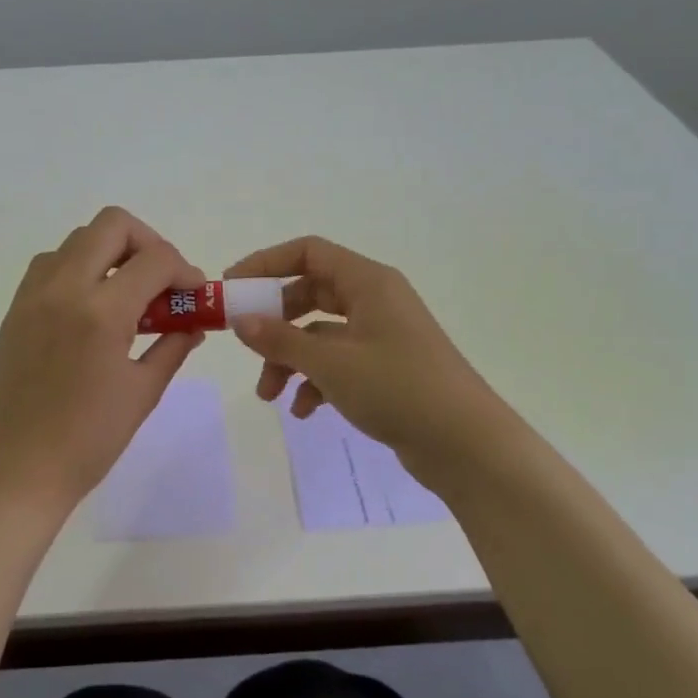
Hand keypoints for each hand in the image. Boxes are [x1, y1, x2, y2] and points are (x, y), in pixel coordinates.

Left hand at [0, 207, 205, 523]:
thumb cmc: (90, 440)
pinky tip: (90, 307)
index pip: (155, 260)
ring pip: (77, 240)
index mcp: (101, 312)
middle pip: (112, 225)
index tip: (194, 294)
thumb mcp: (144, 392)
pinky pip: (49, 265)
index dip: (185, 270)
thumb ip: (173, 345)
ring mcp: (33, 296)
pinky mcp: (15, 311)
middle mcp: (63, 289)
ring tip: (126, 294)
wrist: (21, 470)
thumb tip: (193, 322)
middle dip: (148, 243)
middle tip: (161, 280)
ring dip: (110, 253)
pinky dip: (77, 268)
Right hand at [225, 236, 524, 497]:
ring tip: (269, 396)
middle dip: (274, 323)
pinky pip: (338, 363)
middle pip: (310, 294)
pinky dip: (315, 382)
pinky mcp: (385, 369)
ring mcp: (382, 336)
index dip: (266, 264)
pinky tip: (304, 411)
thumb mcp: (331, 363)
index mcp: (368, 282)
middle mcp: (375, 301)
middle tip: (245, 344)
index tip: (231, 288)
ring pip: (320, 335)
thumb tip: (240, 320)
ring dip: (290, 360)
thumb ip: (280, 339)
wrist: (466, 445)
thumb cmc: (398, 389)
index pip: (308, 252)